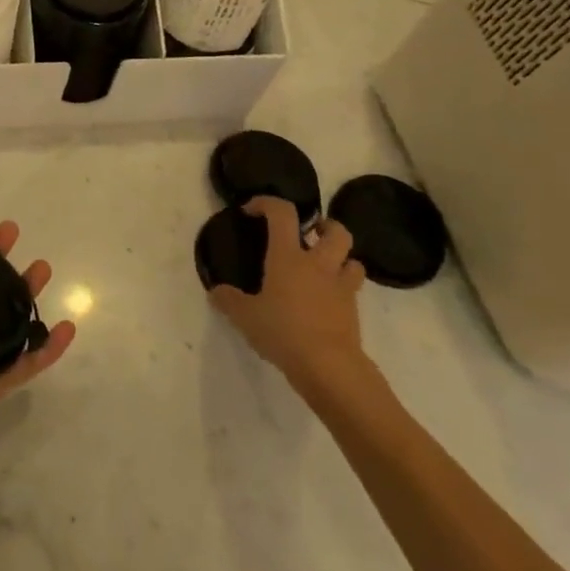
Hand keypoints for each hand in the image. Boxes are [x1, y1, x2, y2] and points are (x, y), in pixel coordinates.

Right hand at [209, 196, 371, 405]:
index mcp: (288, 257)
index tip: (251, 211)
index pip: (282, 213)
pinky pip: (352, 289)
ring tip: (323, 267)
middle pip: (336, 231)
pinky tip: (326, 300)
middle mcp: (318, 264)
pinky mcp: (353, 311)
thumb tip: (216, 292)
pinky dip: (342, 288)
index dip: (267, 203)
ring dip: (340, 257)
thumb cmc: (284, 332)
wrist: (329, 367)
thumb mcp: (245, 317)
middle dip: (324, 225)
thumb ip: (229, 300)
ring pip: (352, 259)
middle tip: (308, 234)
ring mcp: (340, 287)